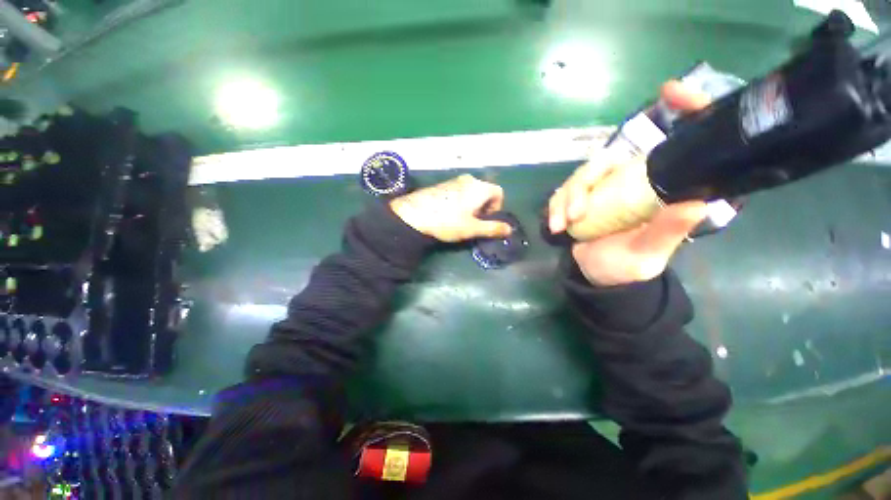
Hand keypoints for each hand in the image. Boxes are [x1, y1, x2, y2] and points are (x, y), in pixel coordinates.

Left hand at [390, 174, 511, 242]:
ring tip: (459, 218)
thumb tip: (509, 229)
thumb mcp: (472, 228)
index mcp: (479, 187)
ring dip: (471, 204)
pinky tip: (448, 213)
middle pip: (484, 191)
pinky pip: (458, 191)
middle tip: (473, 221)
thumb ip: (492, 228)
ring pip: (471, 191)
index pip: (499, 192)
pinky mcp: (442, 184)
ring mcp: (454, 180)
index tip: (485, 219)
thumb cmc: (448, 221)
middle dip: (483, 207)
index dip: (496, 207)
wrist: (414, 214)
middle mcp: (469, 179)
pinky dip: (460, 201)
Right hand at [550, 80, 711, 285]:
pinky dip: (556, 206)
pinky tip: (555, 225)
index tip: (671, 91)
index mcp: (659, 191)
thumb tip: (696, 203)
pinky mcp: (581, 198)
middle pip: (608, 161)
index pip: (680, 145)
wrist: (595, 276)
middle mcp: (632, 182)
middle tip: (576, 213)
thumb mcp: (647, 255)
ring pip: (582, 176)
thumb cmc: (625, 267)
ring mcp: (603, 189)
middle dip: (586, 182)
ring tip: (560, 225)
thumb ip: (666, 232)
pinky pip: (564, 192)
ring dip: (566, 198)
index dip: (685, 111)